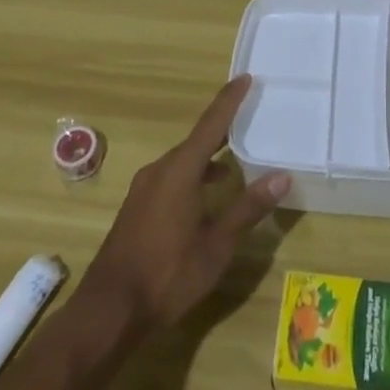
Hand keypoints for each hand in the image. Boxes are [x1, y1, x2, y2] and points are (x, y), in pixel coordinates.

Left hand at [73, 76, 290, 340]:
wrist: (108, 311)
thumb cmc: (167, 275)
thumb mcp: (216, 246)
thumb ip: (248, 208)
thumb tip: (282, 176)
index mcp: (180, 171)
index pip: (211, 124)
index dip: (229, 100)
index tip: (246, 77)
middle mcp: (159, 171)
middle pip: (196, 140)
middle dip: (222, 128)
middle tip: (249, 116)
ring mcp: (144, 189)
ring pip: (183, 161)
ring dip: (208, 156)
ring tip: (234, 160)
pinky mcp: (137, 207)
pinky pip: (171, 177)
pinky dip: (193, 175)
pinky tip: (206, 196)